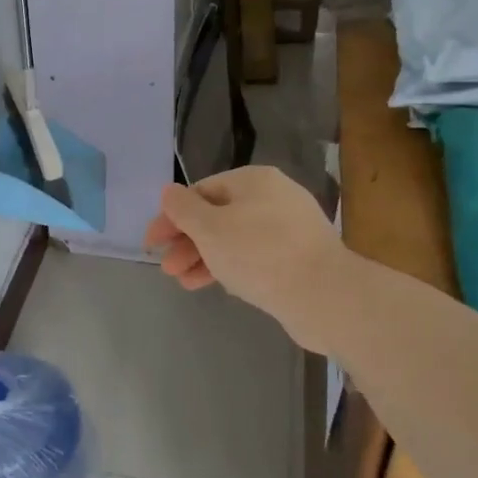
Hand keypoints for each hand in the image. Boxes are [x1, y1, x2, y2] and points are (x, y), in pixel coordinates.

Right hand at [143, 167, 346, 346]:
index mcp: (254, 180)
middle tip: (167, 268)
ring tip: (184, 282)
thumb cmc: (259, 254)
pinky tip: (219, 286)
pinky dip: (232, 268)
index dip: (172, 216)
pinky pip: (255, 257)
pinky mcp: (299, 258)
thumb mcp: (210, 229)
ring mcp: (290, 228)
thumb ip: (183, 209)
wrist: (325, 296)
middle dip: (188, 242)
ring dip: (205, 258)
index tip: (153, 243)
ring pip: (235, 239)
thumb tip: (169, 192)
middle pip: (217, 215)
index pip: (201, 191)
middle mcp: (274, 197)